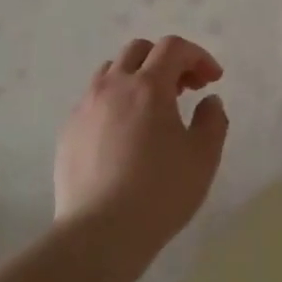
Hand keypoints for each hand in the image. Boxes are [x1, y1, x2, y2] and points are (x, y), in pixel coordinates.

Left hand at [54, 36, 229, 251]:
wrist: (100, 233)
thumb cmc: (160, 192)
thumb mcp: (203, 156)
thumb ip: (213, 119)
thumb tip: (208, 100)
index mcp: (148, 86)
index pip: (173, 47)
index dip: (198, 56)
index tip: (212, 80)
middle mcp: (112, 87)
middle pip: (139, 51)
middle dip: (167, 61)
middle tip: (185, 89)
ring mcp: (85, 108)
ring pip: (111, 72)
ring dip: (137, 78)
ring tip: (153, 109)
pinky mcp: (68, 132)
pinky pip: (94, 101)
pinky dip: (115, 103)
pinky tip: (125, 136)